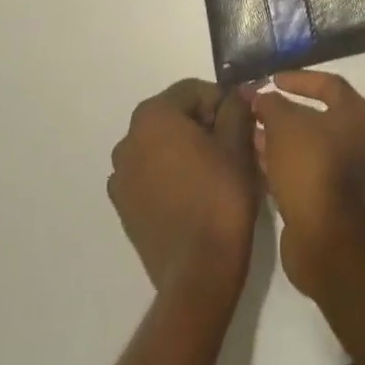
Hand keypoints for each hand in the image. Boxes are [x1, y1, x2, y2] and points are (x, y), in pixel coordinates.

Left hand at [107, 79, 259, 298]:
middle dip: (204, 124)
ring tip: (216, 171)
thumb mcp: (238, 142)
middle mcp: (128, 140)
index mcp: (152, 116)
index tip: (243, 121)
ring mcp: (121, 177)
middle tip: (233, 145)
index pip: (193, 91)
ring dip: (188, 149)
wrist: (198, 274)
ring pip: (162, 146)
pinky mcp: (124, 208)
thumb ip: (235, 108)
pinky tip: (196, 193)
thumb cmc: (220, 197)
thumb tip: (236, 95)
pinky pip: (152, 174)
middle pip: (175, 116)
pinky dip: (172, 174)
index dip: (222, 102)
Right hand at [250, 70, 364, 295]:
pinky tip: (256, 162)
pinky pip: (303, 171)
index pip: (327, 83)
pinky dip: (282, 164)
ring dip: (278, 140)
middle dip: (282, 113)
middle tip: (256, 110)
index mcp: (355, 114)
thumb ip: (270, 103)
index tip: (271, 81)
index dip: (298, 79)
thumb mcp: (284, 124)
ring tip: (249, 135)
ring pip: (306, 146)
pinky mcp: (329, 199)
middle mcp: (355, 139)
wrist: (326, 239)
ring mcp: (344, 172)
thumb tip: (260, 94)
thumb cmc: (310, 167)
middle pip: (315, 117)